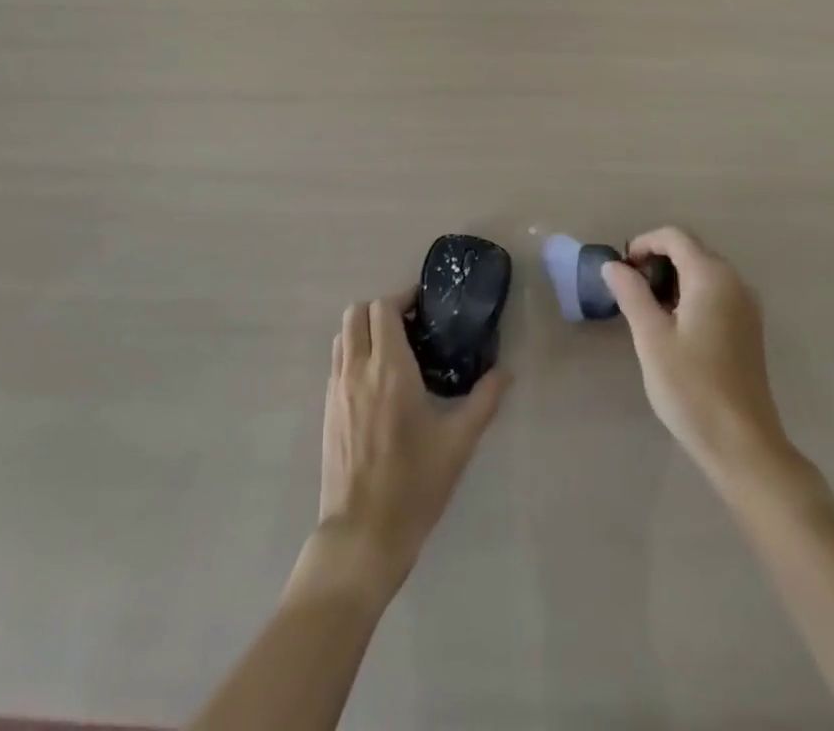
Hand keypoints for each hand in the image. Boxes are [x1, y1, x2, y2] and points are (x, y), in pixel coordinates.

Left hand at [314, 292, 507, 594]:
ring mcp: (337, 389)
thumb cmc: (414, 485)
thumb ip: (484, 400)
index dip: (403, 299)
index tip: (425, 308)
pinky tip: (378, 379)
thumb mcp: (458, 442)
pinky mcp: (328, 409)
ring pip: (342, 335)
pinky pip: (337, 361)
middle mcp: (357, 370)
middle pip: (356, 312)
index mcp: (389, 369)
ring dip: (365, 329)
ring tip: (394, 348)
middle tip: (410, 326)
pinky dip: (354, 352)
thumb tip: (506, 372)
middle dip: (382, 308)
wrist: (363, 534)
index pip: (383, 308)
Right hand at [603, 228, 800, 486]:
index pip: (674, 237)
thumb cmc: (692, 387)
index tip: (621, 270)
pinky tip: (673, 328)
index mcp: (712, 276)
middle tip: (629, 291)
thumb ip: (631, 293)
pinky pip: (715, 294)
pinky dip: (689, 296)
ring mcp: (746, 307)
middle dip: (656, 262)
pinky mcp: (748, 329)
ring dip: (671, 280)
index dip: (644, 244)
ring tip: (646, 311)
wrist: (743, 445)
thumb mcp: (651, 337)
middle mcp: (735, 282)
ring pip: (703, 273)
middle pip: (691, 251)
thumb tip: (614, 265)